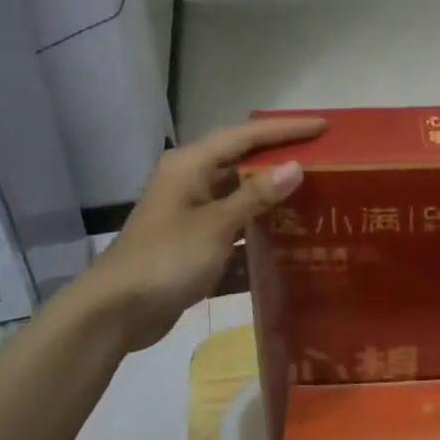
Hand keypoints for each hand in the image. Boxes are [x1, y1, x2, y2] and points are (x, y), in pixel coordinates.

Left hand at [70, 116, 324, 350]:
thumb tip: (296, 167)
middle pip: (244, 161)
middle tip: (325, 158)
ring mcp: (192, 212)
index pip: (247, 135)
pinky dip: (258, 228)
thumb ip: (256, 195)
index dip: (286, 129)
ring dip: (273, 195)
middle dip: (282, 159)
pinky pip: (235, 225)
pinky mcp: (194, 242)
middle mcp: (192, 181)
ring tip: (315, 193)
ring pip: (240, 194)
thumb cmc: (165, 259)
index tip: (323, 126)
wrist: (114, 314)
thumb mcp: (215, 226)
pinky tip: (289, 238)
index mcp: (191, 165)